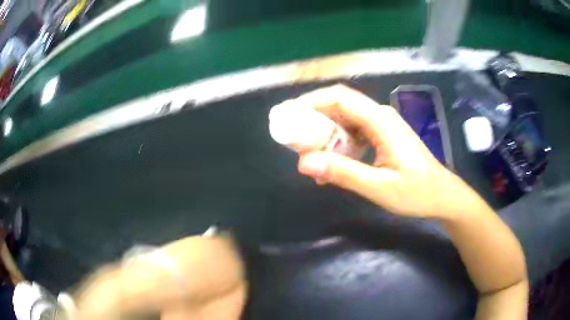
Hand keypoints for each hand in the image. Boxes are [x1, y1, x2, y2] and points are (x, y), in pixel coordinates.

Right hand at [290, 84, 468, 217]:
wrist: (443, 196)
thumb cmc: (417, 192)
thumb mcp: (379, 187)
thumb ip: (343, 173)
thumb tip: (304, 163)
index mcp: (381, 121)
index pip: (340, 98)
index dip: (312, 101)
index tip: (289, 114)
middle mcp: (381, 116)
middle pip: (341, 106)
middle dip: (314, 119)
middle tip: (294, 139)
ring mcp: (383, 125)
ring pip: (346, 120)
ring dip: (326, 134)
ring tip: (310, 156)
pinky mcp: (384, 136)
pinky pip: (355, 133)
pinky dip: (340, 144)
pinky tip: (333, 164)